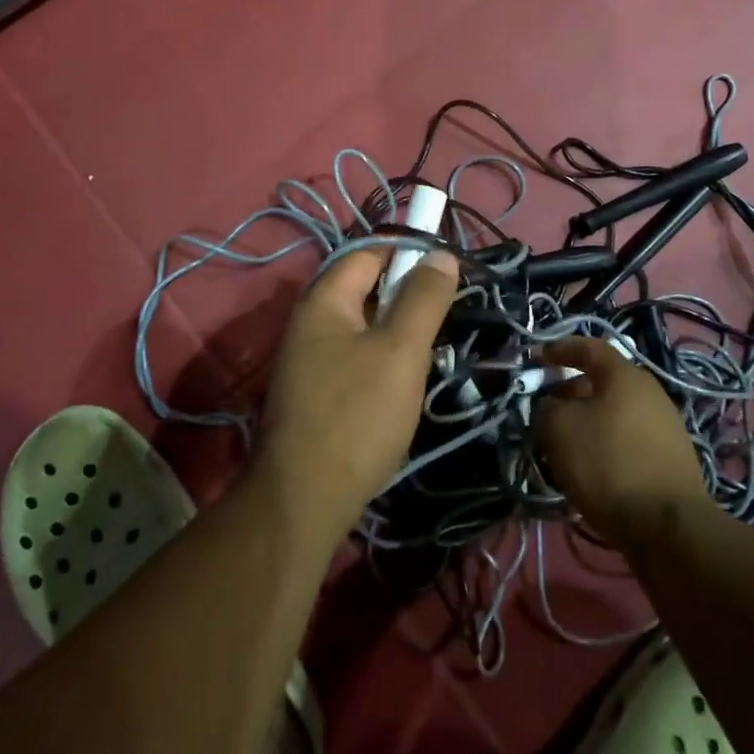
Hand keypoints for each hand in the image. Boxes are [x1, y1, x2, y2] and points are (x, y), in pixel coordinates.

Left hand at [254, 246, 458, 542]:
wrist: (304, 502)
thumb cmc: (356, 415)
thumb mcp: (400, 351)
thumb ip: (423, 299)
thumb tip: (440, 254)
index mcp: (323, 300)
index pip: (369, 252)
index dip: (409, 251)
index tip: (449, 268)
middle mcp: (310, 321)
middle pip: (366, 288)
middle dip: (407, 295)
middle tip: (446, 314)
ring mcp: (309, 359)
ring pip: (364, 326)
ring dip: (399, 331)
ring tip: (432, 350)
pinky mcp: (316, 392)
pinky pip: (357, 357)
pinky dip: (384, 359)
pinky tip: (406, 382)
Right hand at [534, 337, 708, 542]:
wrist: (668, 528)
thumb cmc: (609, 464)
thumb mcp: (559, 428)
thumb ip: (547, 407)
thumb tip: (552, 406)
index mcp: (625, 375)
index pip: (588, 347)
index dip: (559, 349)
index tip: (536, 360)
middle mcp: (650, 393)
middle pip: (602, 382)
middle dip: (570, 392)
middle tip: (546, 410)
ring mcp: (665, 427)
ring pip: (614, 413)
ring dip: (587, 421)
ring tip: (563, 445)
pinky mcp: (670, 460)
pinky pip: (627, 440)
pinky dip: (605, 445)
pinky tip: (591, 470)